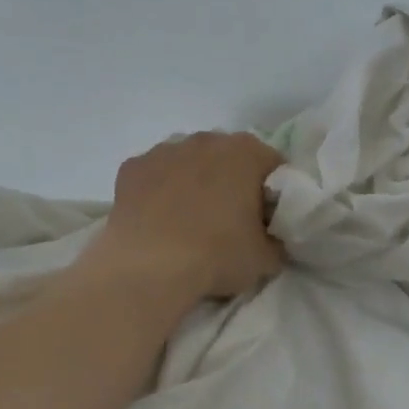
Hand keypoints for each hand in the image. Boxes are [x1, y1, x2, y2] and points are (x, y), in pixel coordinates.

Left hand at [92, 132, 285, 300]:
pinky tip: (159, 221)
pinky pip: (155, 176)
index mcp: (247, 152)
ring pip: (189, 162)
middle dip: (232, 183)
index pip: (273, 166)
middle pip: (229, 158)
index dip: (273, 194)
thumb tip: (270, 239)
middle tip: (231, 222)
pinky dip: (160, 192)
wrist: (149, 268)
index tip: (266, 221)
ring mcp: (165, 150)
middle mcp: (206, 140)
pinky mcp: (132, 167)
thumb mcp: (266, 259)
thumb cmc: (218, 256)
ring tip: (190, 224)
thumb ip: (276, 240)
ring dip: (194, 183)